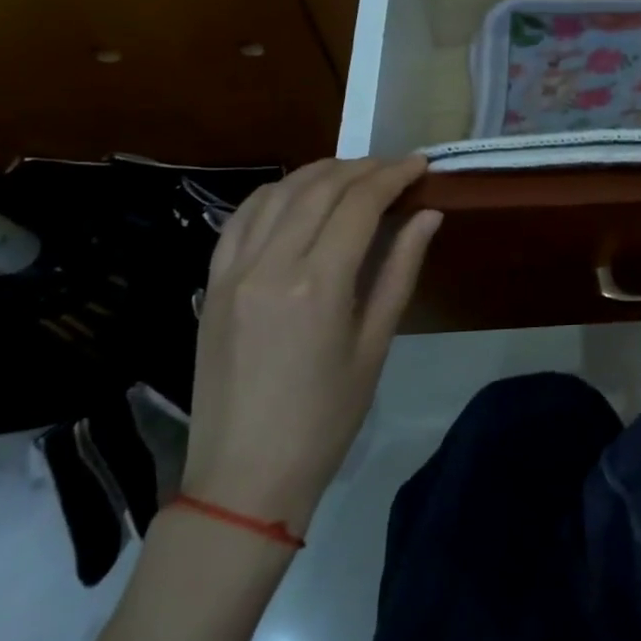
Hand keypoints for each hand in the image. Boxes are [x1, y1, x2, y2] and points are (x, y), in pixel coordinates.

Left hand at [180, 157, 440, 539]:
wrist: (244, 476)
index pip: (359, 203)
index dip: (393, 176)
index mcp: (318, 283)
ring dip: (320, 172)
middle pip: (320, 188)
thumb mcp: (375, 344)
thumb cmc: (326, 417)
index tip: (420, 165)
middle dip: (363, 168)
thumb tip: (428, 215)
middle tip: (395, 167)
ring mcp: (233, 271)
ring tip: (354, 173)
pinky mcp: (212, 283)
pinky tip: (298, 194)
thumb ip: (400, 270)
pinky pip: (242, 218)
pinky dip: (275, 193)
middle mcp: (270, 264)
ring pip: (278, 193)